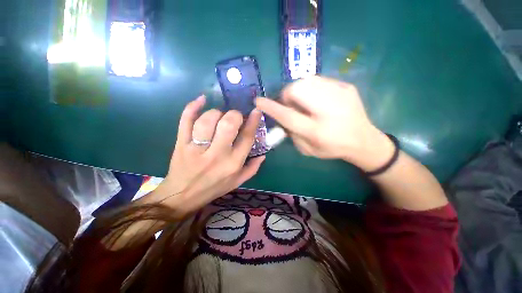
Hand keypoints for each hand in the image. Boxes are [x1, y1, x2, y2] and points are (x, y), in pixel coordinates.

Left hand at [152, 96, 264, 214]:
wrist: (182, 195)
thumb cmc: (214, 188)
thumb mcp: (237, 182)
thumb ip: (253, 168)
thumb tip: (263, 154)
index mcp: (233, 164)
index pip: (246, 137)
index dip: (253, 121)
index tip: (256, 111)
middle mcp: (216, 155)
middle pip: (228, 125)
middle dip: (235, 115)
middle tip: (235, 116)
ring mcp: (196, 148)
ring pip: (207, 121)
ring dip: (216, 113)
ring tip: (220, 116)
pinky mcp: (181, 143)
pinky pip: (185, 120)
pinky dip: (192, 107)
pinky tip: (201, 99)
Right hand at [256, 76, 392, 169]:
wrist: (363, 140)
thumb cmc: (332, 148)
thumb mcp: (307, 149)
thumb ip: (291, 134)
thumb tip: (280, 117)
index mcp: (317, 131)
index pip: (288, 116)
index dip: (271, 107)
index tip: (258, 101)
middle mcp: (328, 110)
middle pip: (297, 90)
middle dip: (286, 95)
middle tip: (290, 105)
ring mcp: (340, 94)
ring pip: (306, 80)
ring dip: (298, 90)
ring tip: (304, 102)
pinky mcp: (346, 86)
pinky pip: (319, 80)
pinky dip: (311, 88)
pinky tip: (317, 99)